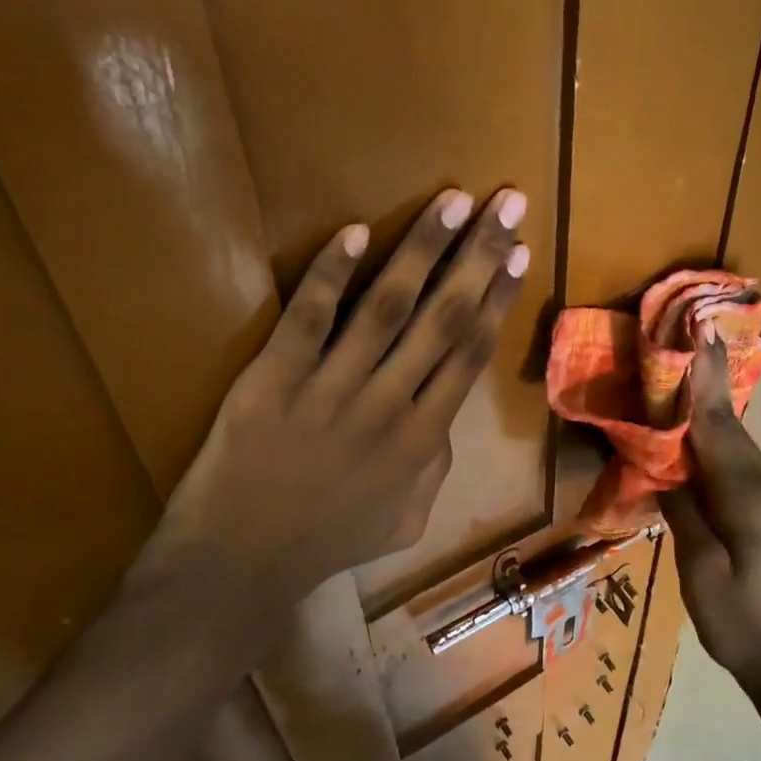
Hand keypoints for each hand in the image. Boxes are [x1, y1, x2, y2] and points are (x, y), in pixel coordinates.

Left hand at [135, 187, 529, 614]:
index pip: (469, 352)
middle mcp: (388, 406)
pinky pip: (308, 319)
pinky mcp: (275, 380)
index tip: (519, 252)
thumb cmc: (326, 541)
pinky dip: (332, 275)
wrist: (241, 561)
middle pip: (443, 318)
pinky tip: (354, 231)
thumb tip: (445, 416)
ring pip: (387, 307)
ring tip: (452, 200)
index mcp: (422, 440)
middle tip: (506, 203)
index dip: (497, 297)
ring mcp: (331, 391)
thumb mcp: (406, 519)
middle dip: (479, 256)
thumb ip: (437, 466)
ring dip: (422, 248)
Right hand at [658, 327, 760, 692]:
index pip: (717, 427)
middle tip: (675, 348)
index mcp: (751, 497)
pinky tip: (694, 440)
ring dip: (705, 414)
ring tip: (676, 384)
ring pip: (734, 444)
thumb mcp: (699, 571)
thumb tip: (666, 468)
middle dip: (701, 387)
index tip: (698, 332)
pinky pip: (739, 463)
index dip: (703, 380)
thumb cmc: (740, 624)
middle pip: (727, 428)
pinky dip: (714, 444)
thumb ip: (683, 511)